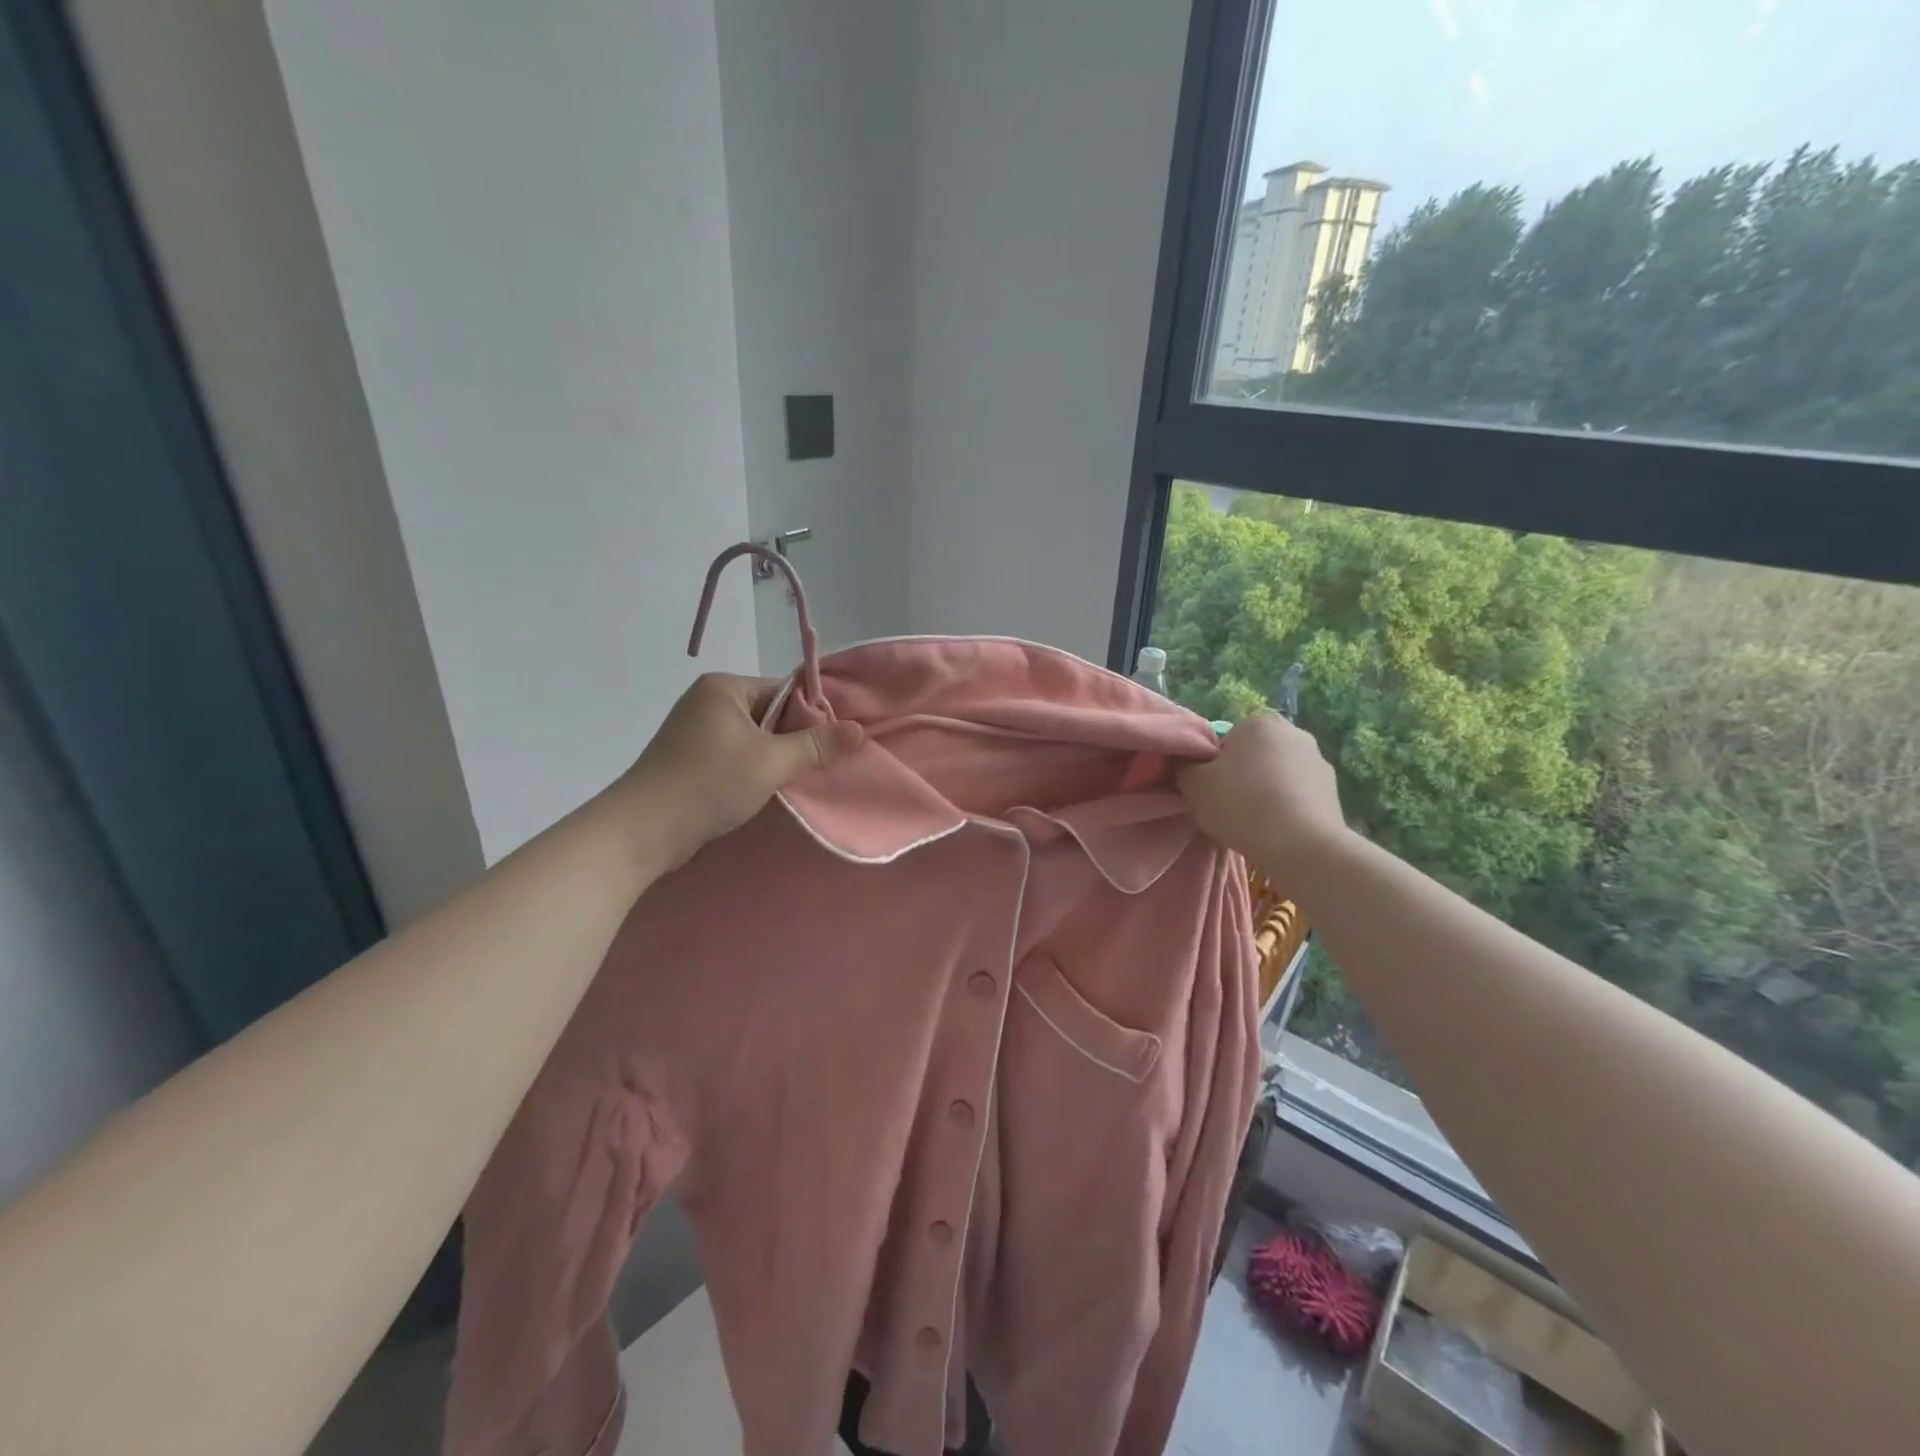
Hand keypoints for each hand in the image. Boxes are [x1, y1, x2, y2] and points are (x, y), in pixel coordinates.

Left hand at [610, 673, 863, 868]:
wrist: (642, 831)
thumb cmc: (708, 784)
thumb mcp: (771, 762)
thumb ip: (816, 745)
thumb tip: (857, 729)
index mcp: (724, 687)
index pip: (784, 690)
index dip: (815, 714)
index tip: (840, 739)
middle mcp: (709, 701)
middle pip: (771, 714)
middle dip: (797, 738)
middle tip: (829, 762)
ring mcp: (696, 731)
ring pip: (755, 738)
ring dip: (777, 758)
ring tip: (805, 778)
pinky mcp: (691, 759)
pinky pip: (736, 756)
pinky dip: (755, 769)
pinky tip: (772, 789)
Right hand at [1176, 712, 1347, 871]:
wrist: (1302, 847)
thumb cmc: (1242, 805)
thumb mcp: (1193, 784)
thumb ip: (1184, 765)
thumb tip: (1188, 762)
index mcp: (1260, 722)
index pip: (1226, 739)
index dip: (1214, 765)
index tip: (1211, 789)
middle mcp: (1294, 732)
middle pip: (1254, 754)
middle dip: (1243, 774)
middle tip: (1228, 806)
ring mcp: (1319, 761)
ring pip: (1278, 774)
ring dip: (1267, 790)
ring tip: (1254, 822)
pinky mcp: (1334, 791)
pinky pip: (1299, 795)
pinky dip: (1287, 806)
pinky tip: (1277, 830)